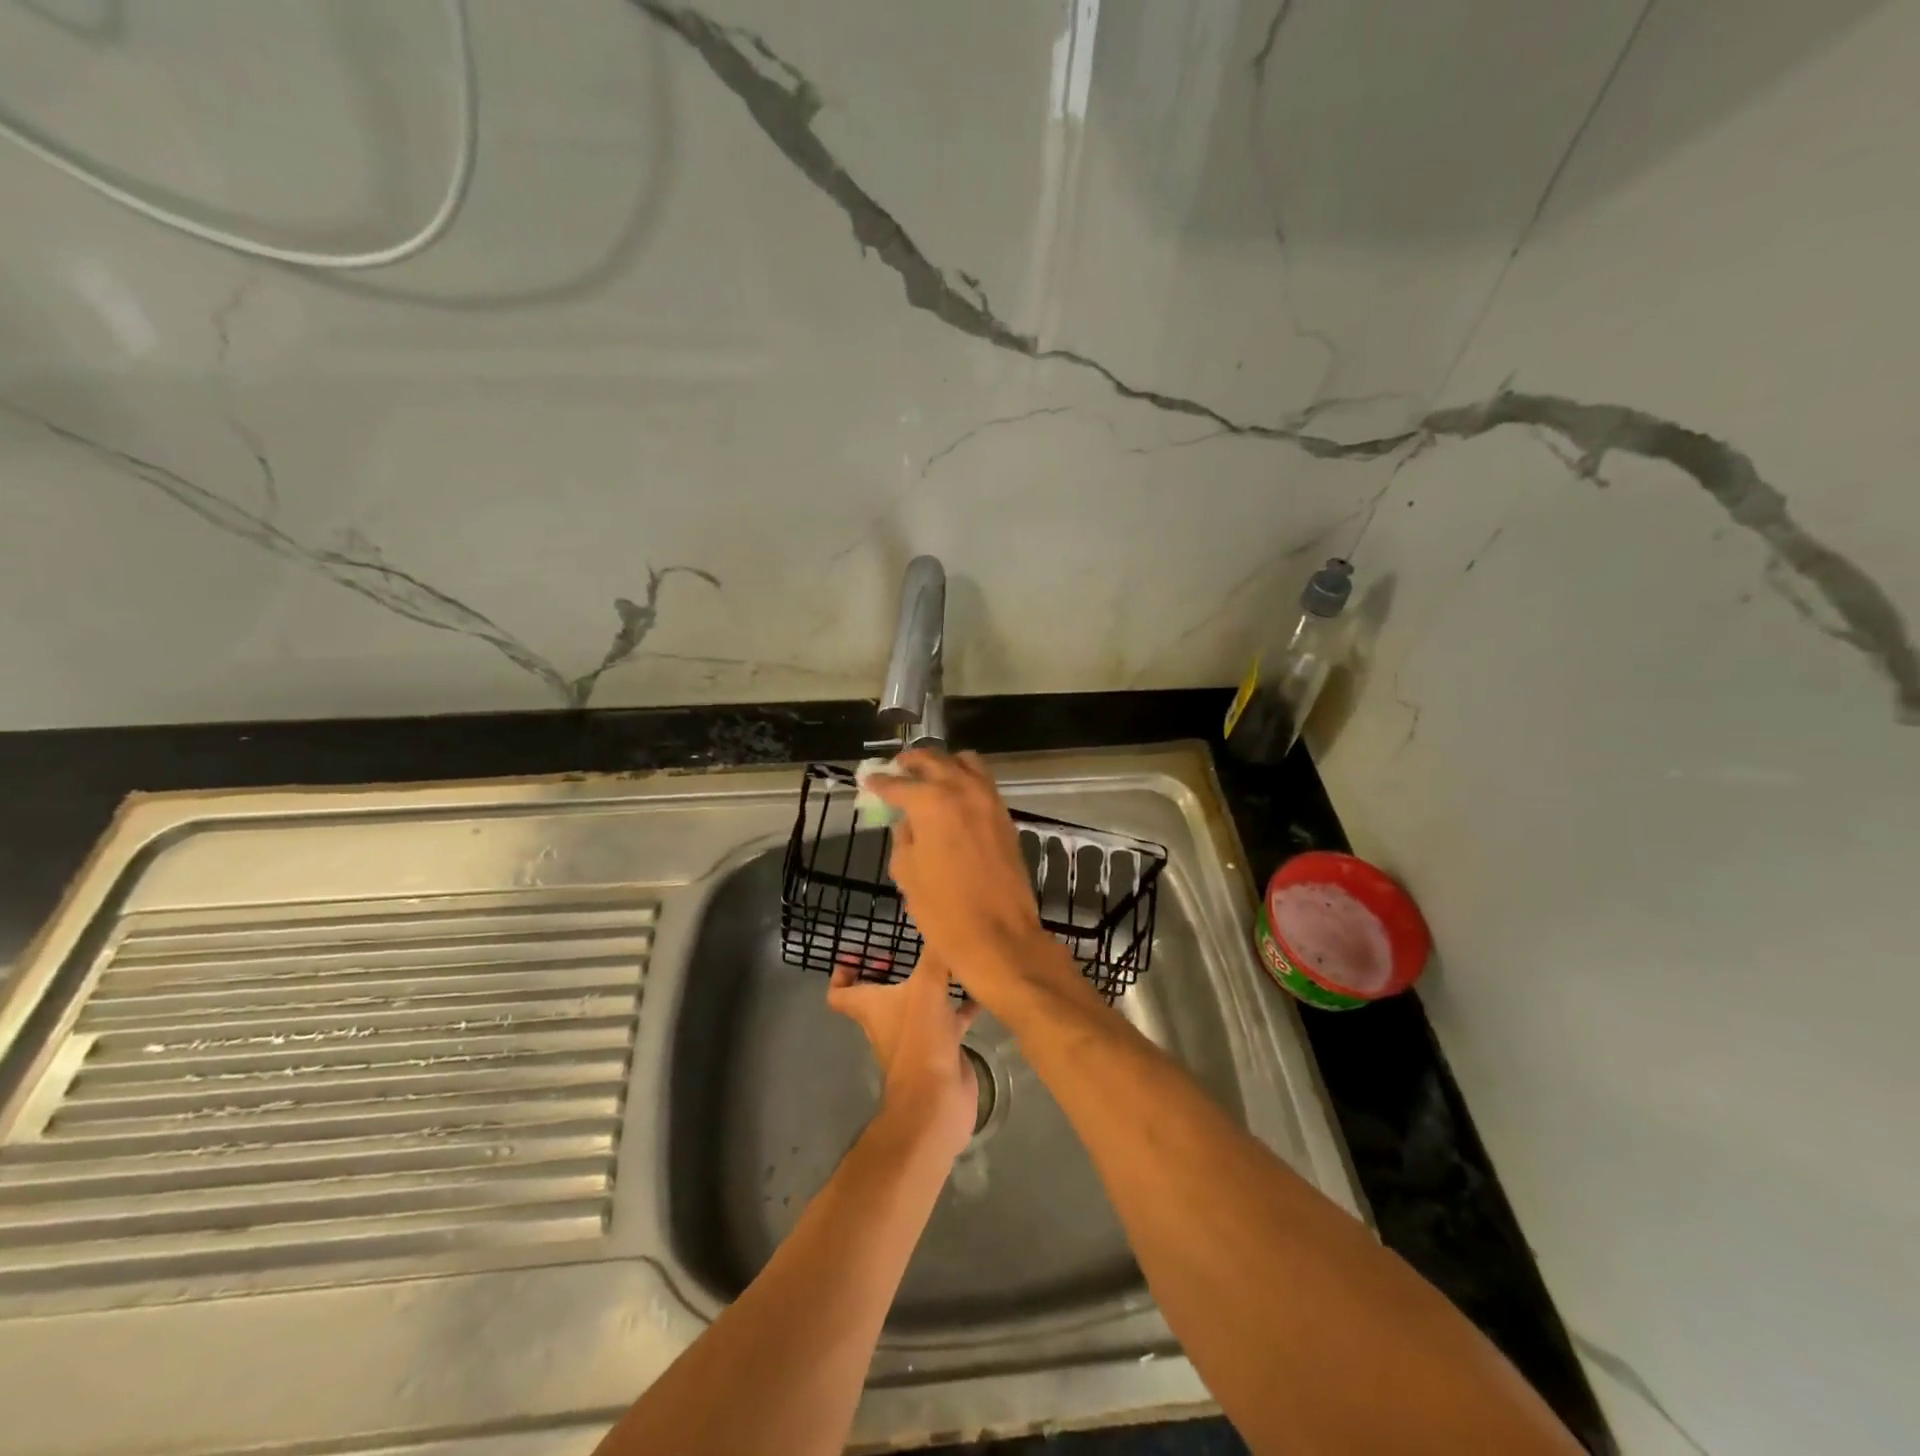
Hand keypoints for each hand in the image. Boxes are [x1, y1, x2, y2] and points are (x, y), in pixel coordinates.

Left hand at [828, 950, 978, 1162]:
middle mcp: (888, 1020)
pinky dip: (963, 1003)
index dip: (843, 973)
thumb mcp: (926, 988)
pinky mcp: (941, 1046)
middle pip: (881, 993)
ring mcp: (916, 1034)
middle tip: (911, 948)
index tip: (858, 954)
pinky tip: (981, 987)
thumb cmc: (920, 1040)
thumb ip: (934, 955)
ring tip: (953, 959)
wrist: (938, 1100)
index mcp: (871, 1007)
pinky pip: (951, 1017)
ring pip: (919, 1003)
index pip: (841, 993)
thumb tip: (940, 919)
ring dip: (931, 984)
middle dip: (894, 970)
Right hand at [866, 749, 1078, 1010]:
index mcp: (930, 802)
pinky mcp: (1005, 815)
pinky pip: (982, 782)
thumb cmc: (943, 911)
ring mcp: (989, 800)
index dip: (879, 782)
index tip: (868, 779)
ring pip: (965, 762)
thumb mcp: (907, 873)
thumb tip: (908, 822)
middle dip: (912, 761)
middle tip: (897, 768)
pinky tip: (953, 796)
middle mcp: (962, 790)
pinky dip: (965, 780)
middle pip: (933, 760)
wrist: (1000, 936)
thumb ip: (903, 838)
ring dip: (943, 764)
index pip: (897, 783)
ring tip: (927, 776)